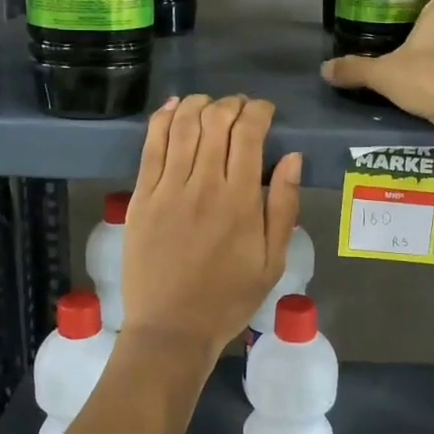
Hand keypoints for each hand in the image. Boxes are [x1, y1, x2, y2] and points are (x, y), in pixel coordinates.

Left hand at [120, 94, 303, 364]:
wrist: (171, 329)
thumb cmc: (228, 298)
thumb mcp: (272, 261)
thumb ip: (283, 206)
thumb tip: (292, 158)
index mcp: (240, 200)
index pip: (248, 133)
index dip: (259, 111)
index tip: (265, 111)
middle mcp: (203, 184)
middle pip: (215, 121)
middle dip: (231, 104)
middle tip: (240, 109)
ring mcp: (167, 188)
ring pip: (182, 126)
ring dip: (198, 104)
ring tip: (209, 104)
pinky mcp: (141, 196)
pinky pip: (151, 145)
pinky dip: (163, 119)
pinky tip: (173, 107)